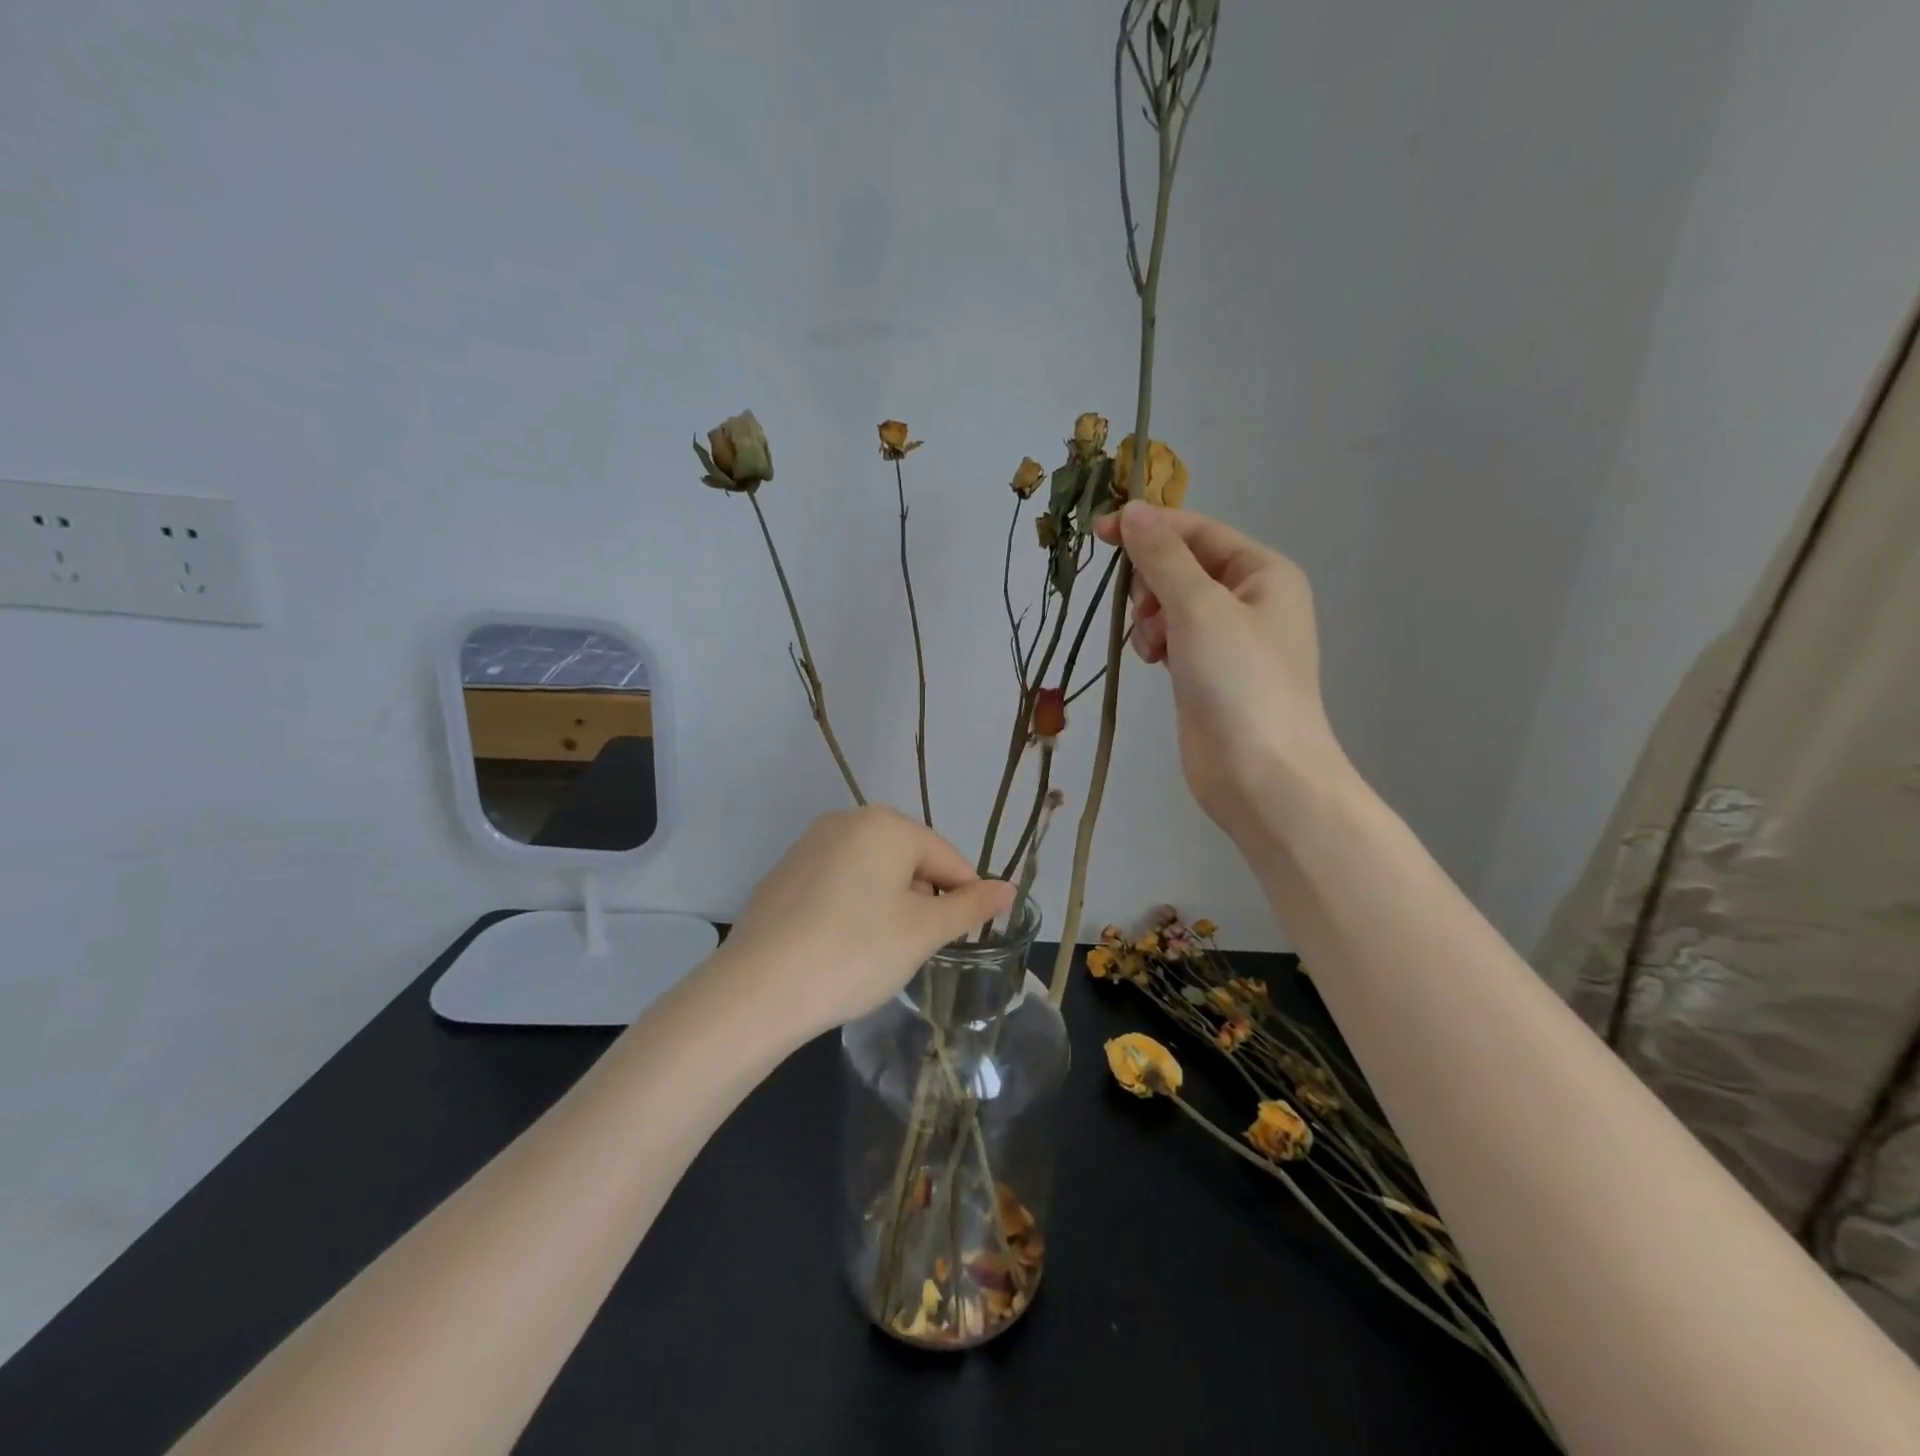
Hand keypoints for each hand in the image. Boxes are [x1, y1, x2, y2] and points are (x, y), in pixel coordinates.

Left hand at [716, 807, 1014, 1038]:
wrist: (758, 989)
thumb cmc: (856, 952)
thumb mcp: (923, 932)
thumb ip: (970, 906)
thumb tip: (1009, 888)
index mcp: (886, 824)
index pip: (947, 858)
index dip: (965, 898)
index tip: (965, 937)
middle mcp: (847, 820)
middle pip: (909, 860)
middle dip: (922, 900)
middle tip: (917, 948)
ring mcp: (810, 844)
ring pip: (873, 871)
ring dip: (889, 905)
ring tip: (880, 951)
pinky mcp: (786, 872)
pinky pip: (839, 882)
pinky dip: (853, 908)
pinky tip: (843, 946)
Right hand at [1093, 502, 1346, 839]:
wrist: (1261, 774)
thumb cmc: (1238, 681)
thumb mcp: (1199, 607)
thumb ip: (1162, 556)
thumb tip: (1133, 511)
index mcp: (1263, 572)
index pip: (1198, 531)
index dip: (1149, 527)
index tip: (1099, 533)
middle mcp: (1251, 599)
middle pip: (1183, 566)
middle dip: (1152, 582)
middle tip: (1147, 610)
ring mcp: (1229, 640)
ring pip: (1172, 604)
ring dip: (1151, 617)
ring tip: (1154, 646)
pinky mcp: (1208, 673)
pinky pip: (1172, 638)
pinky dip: (1157, 643)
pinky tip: (1155, 662)